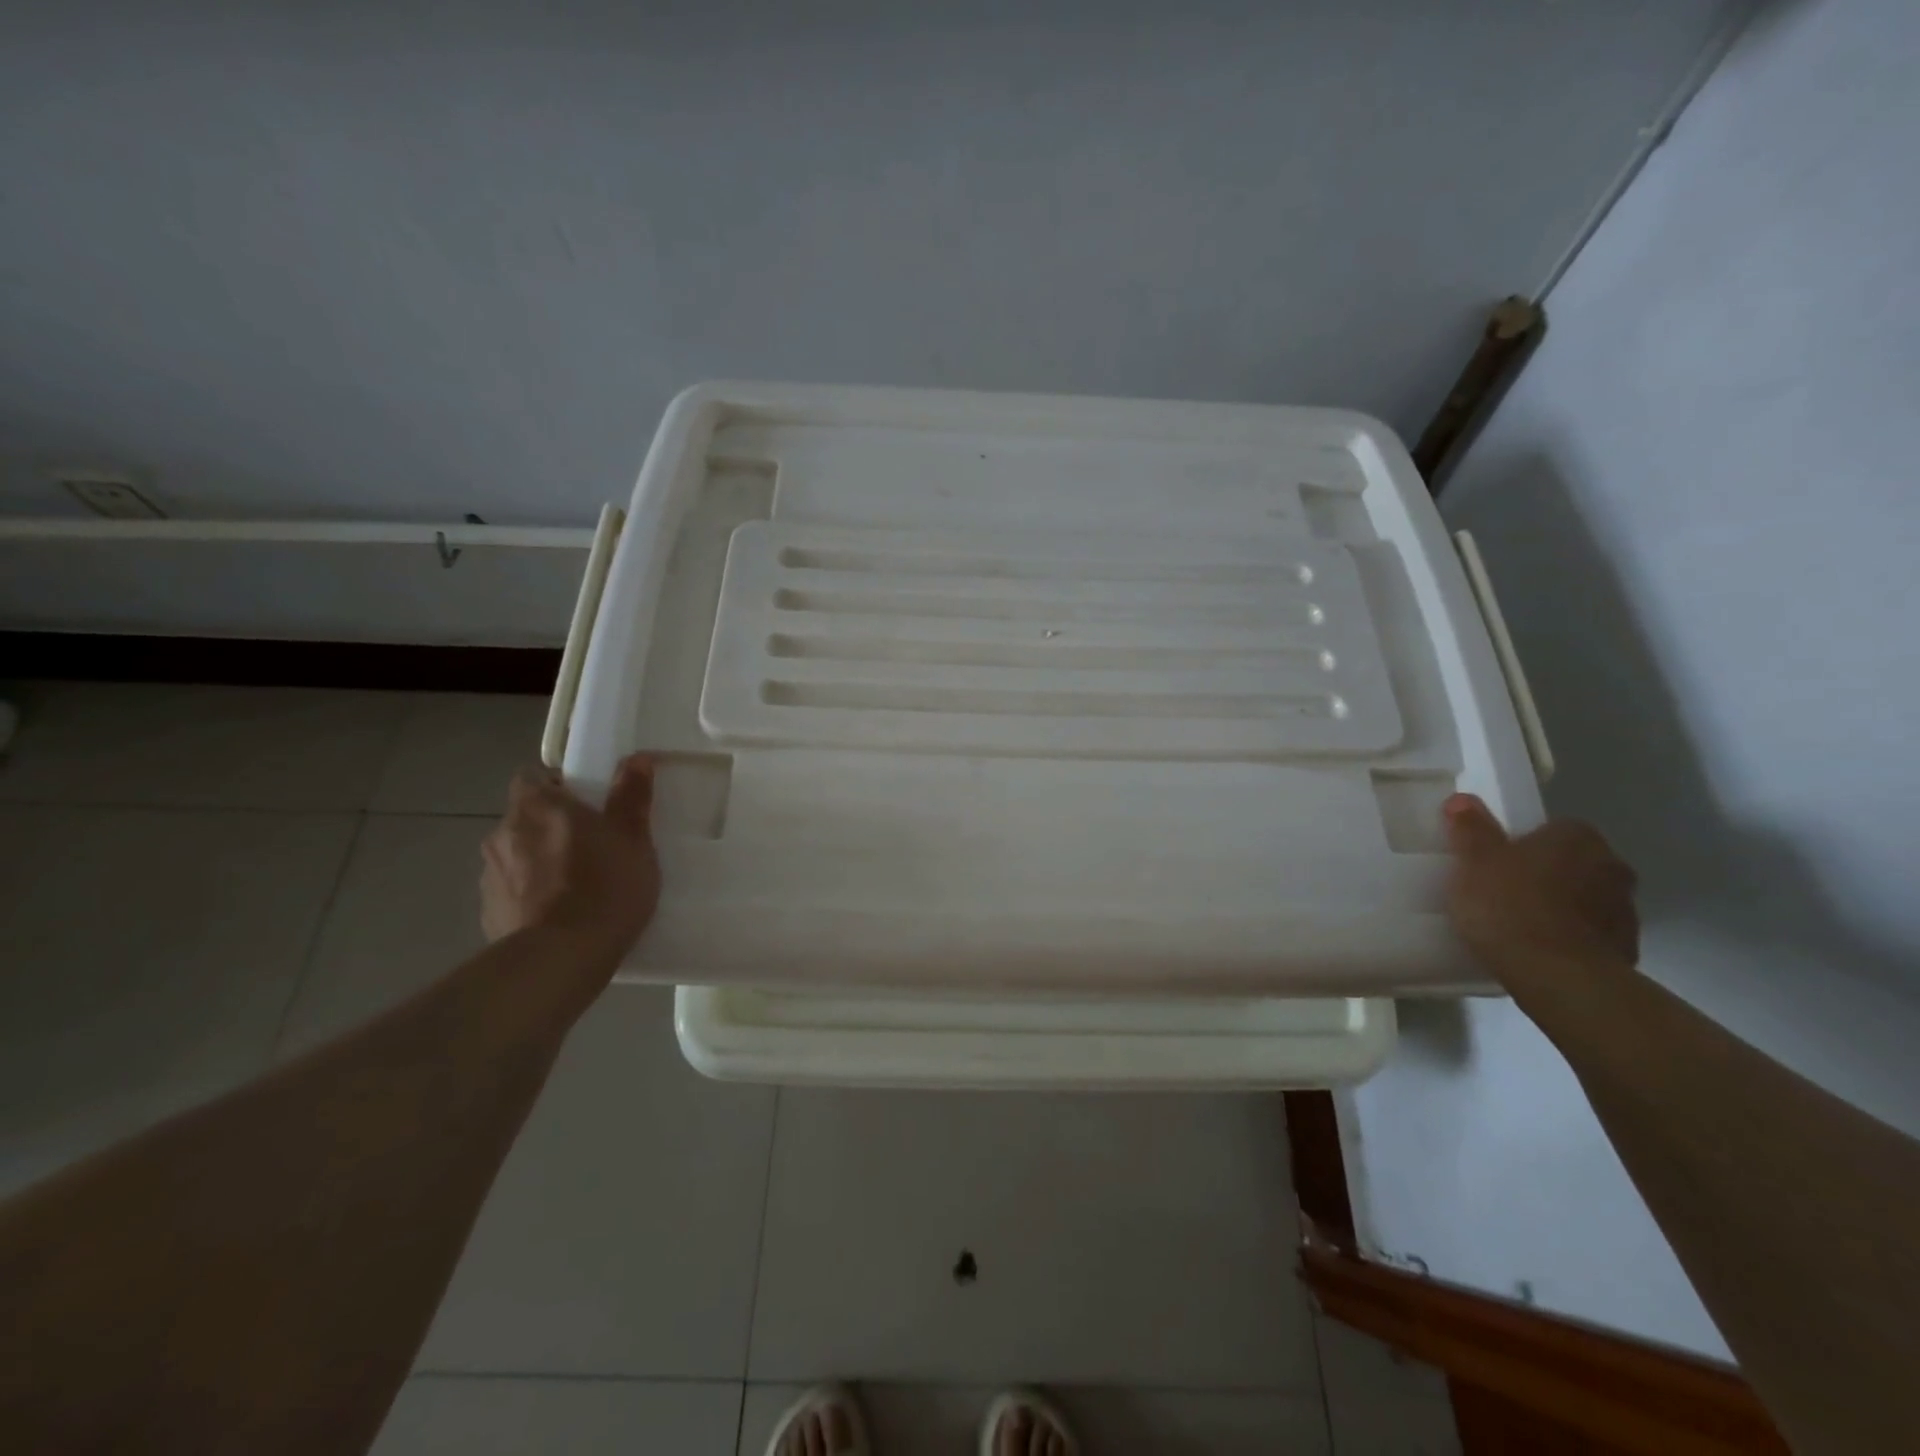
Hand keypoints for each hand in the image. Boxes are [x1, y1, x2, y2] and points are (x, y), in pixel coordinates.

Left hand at [480, 755, 660, 965]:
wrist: (562, 958)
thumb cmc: (604, 886)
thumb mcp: (633, 838)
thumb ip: (631, 795)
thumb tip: (636, 758)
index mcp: (537, 807)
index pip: (532, 778)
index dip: (557, 786)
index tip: (585, 803)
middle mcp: (503, 833)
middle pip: (525, 818)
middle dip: (550, 826)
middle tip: (590, 845)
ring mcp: (489, 876)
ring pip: (516, 855)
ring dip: (538, 861)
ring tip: (575, 885)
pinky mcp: (488, 914)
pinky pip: (512, 892)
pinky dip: (530, 896)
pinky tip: (558, 916)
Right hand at [1443, 793, 1639, 976]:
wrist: (1556, 975)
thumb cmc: (1509, 904)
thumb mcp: (1473, 861)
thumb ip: (1470, 828)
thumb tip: (1463, 800)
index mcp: (1577, 838)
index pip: (1554, 828)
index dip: (1524, 843)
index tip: (1499, 861)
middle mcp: (1611, 866)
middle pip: (1574, 863)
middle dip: (1548, 873)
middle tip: (1506, 890)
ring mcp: (1625, 911)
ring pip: (1586, 899)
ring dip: (1562, 906)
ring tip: (1521, 924)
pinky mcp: (1626, 949)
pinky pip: (1592, 934)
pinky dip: (1571, 937)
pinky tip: (1540, 950)